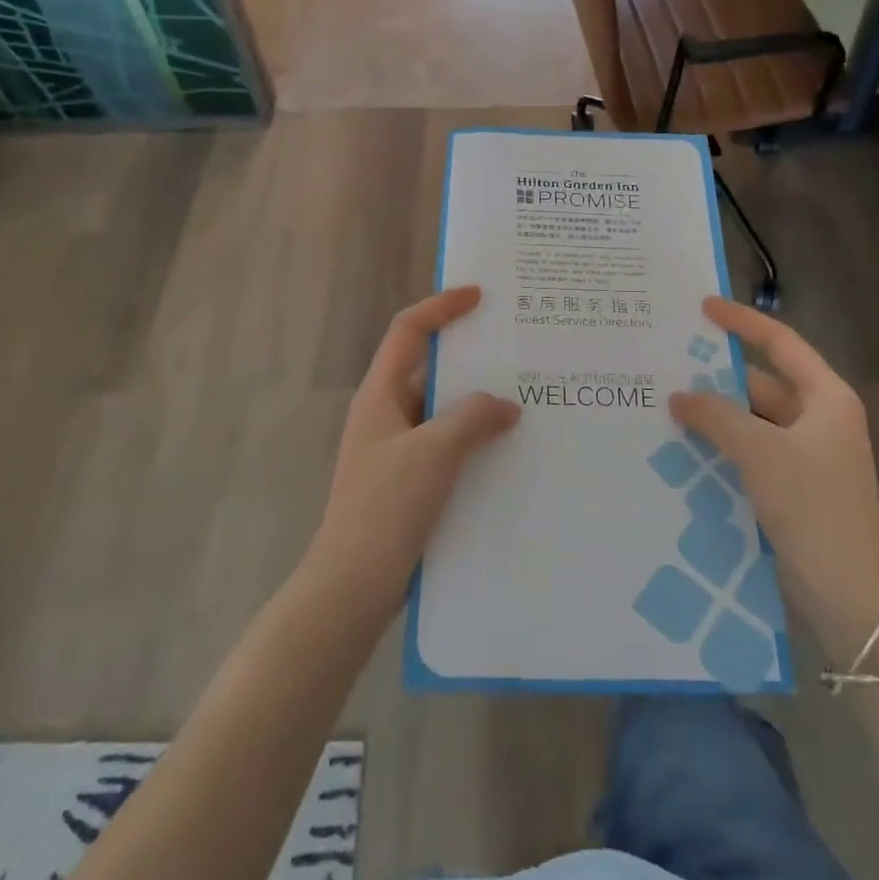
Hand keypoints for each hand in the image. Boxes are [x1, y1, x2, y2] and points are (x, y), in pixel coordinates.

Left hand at [306, 288, 519, 612]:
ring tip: (524, 399)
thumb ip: (473, 418)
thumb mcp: (435, 452)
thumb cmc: (387, 506)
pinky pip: (446, 445)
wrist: (353, 584)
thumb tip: (505, 405)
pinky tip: (507, 451)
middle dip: (469, 358)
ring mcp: (395, 450)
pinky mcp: (408, 482)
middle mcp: (385, 414)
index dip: (441, 307)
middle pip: (428, 368)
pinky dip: (473, 440)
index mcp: (380, 394)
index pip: (408, 331)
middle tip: (515, 350)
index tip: (480, 295)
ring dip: (476, 404)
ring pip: (441, 411)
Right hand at [670, 297, 878, 613]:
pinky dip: (721, 446)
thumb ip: (717, 416)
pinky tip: (684, 448)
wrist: (849, 593)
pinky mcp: (792, 487)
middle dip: (718, 376)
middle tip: (668, 365)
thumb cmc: (812, 506)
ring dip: (716, 415)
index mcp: (826, 398)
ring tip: (665, 405)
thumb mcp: (761, 452)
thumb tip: (680, 395)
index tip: (703, 307)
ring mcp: (806, 456)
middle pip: (762, 383)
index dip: (742, 322)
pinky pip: (750, 452)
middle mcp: (818, 420)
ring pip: (752, 421)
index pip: (780, 344)